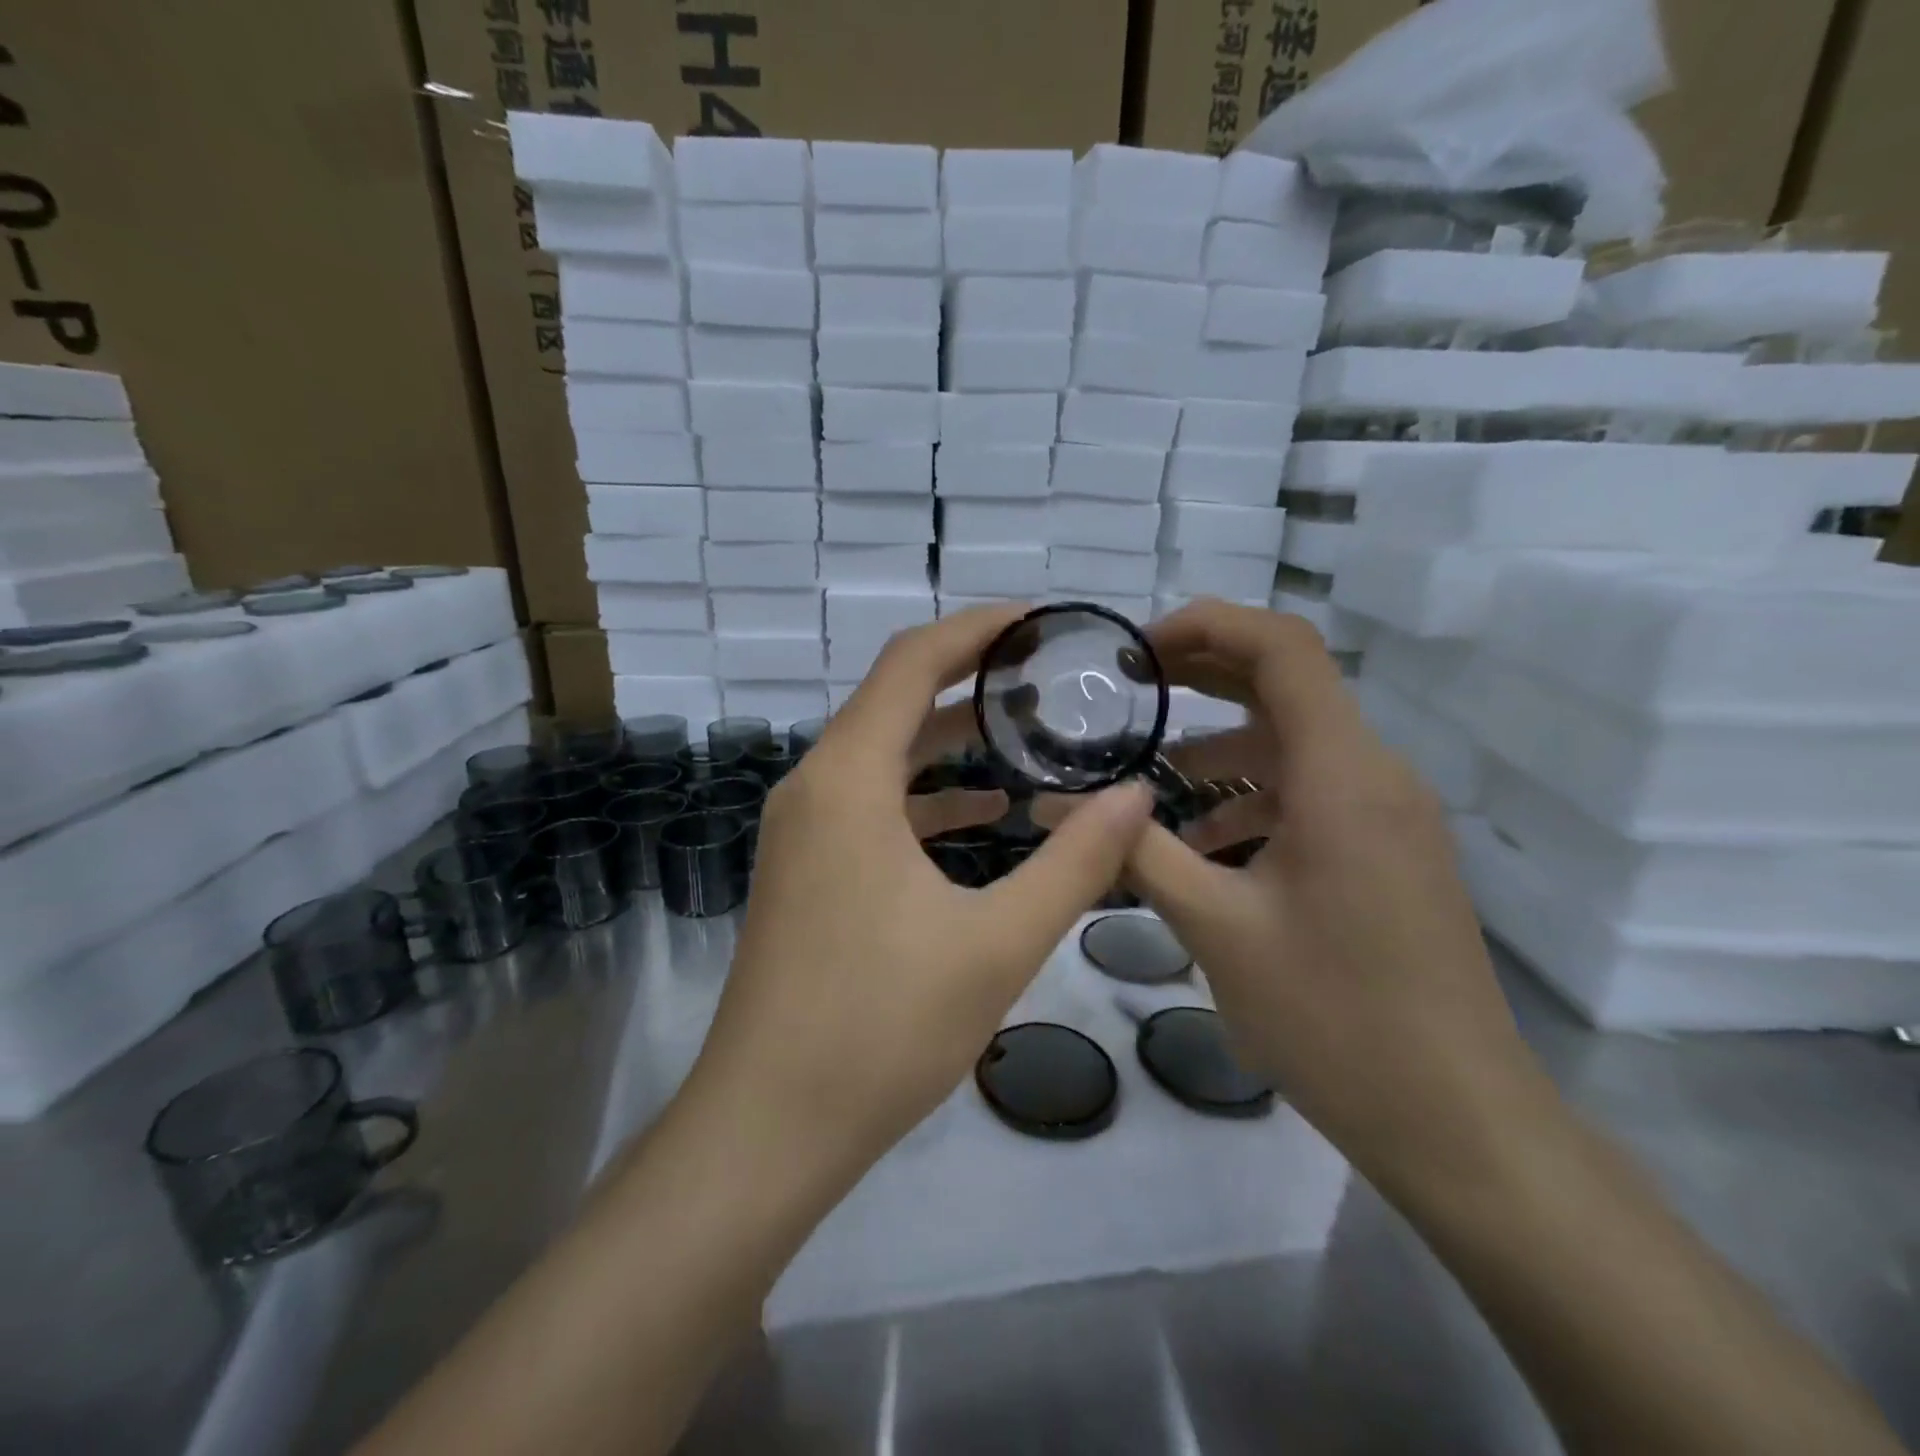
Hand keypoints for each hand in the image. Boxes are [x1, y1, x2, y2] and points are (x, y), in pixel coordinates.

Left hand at [686, 605, 1155, 1184]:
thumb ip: (1075, 863)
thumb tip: (1137, 795)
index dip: (976, 629)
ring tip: (1029, 734)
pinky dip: (927, 796)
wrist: (769, 1126)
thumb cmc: (881, 1028)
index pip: (911, 663)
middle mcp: (815, 788)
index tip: (1040, 621)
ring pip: (884, 754)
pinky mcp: (806, 870)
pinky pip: (872, 805)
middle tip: (1049, 675)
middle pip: (895, 700)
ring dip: (950, 739)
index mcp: (848, 780)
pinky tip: (985, 815)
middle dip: (971, 680)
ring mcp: (803, 831)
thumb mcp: (997, 942)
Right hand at [1123, 600, 1550, 1193]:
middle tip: (1124, 691)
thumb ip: (1133, 850)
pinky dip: (1250, 795)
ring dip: (1219, 746)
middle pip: (1285, 684)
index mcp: (1342, 775)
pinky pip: (1309, 792)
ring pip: (1292, 743)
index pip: (1282, 648)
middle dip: (1200, 676)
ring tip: (1144, 778)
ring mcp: (1386, 813)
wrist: (1456, 1120)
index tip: (1134, 652)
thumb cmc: (1333, 1017)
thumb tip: (1052, 803)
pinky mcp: (1384, 849)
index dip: (1205, 625)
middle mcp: (1374, 774)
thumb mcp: (1215, 926)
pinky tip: (1201, 843)